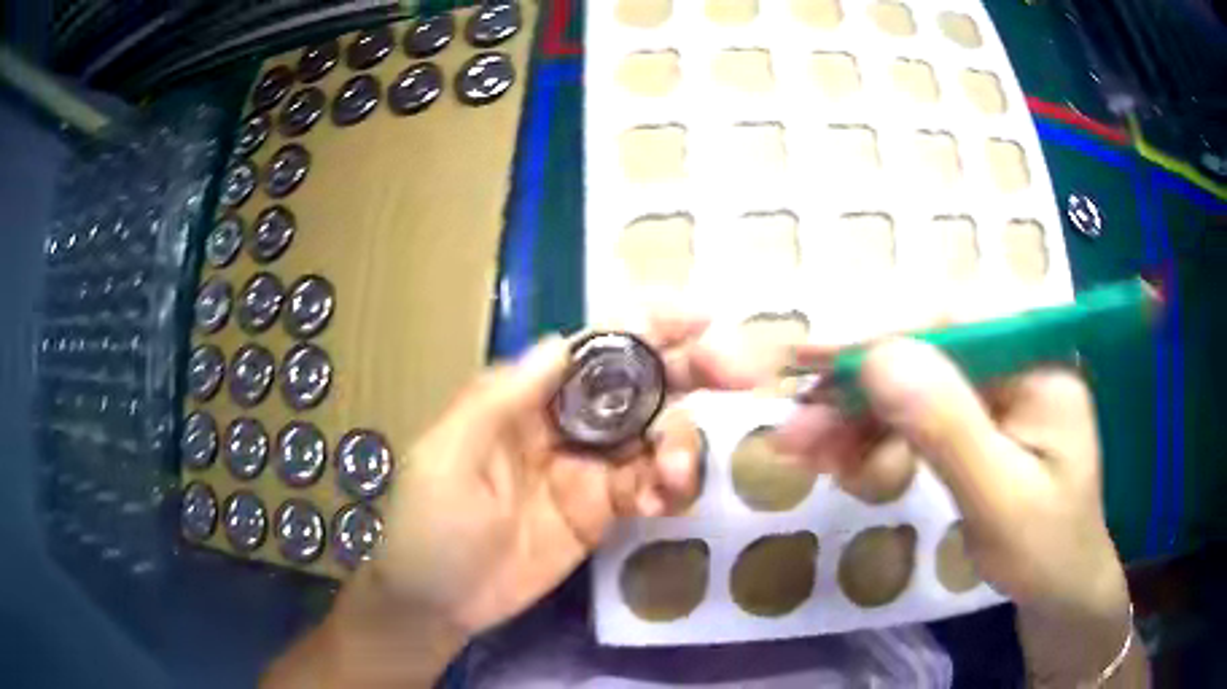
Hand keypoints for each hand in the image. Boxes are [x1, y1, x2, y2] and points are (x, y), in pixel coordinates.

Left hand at [367, 314, 754, 637]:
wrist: (436, 604)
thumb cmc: (429, 525)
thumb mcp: (448, 455)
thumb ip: (503, 397)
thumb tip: (565, 340)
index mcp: (525, 398)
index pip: (594, 348)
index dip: (648, 326)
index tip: (703, 319)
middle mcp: (566, 425)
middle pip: (639, 384)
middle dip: (690, 371)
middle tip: (737, 375)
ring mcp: (590, 471)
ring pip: (657, 437)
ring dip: (683, 446)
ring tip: (675, 477)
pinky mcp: (604, 513)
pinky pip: (652, 488)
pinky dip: (668, 489)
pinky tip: (659, 504)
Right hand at [776, 338, 1143, 685]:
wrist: (1060, 589)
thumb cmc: (1045, 552)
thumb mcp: (1000, 501)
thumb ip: (948, 429)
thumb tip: (880, 358)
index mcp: (1038, 361)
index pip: (952, 320)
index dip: (876, 331)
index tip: (807, 355)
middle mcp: (1015, 358)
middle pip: (922, 351)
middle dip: (856, 393)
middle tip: (795, 432)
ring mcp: (995, 388)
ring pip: (909, 385)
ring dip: (856, 421)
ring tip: (809, 458)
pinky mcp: (976, 418)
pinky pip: (915, 416)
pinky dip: (875, 440)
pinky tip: (850, 467)